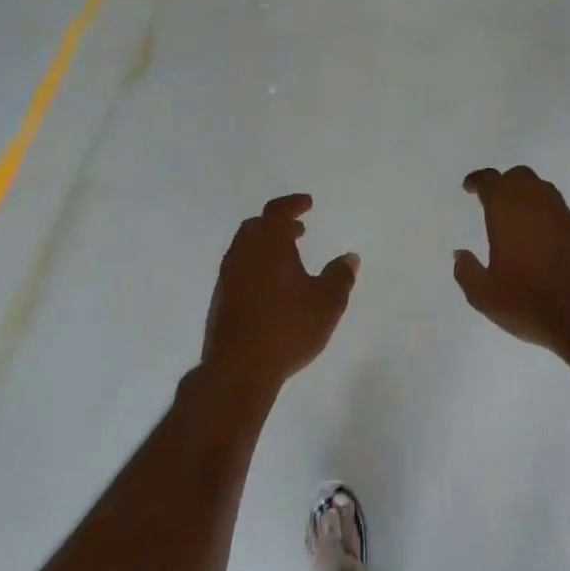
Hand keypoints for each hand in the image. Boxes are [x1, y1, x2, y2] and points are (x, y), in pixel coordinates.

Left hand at [203, 194, 357, 393]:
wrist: (239, 366)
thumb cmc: (288, 328)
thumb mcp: (327, 303)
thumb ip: (339, 277)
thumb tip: (349, 257)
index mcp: (268, 245)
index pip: (277, 212)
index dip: (293, 204)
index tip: (307, 204)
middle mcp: (243, 254)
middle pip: (256, 227)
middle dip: (277, 224)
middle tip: (298, 231)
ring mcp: (227, 277)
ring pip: (245, 248)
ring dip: (265, 246)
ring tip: (288, 260)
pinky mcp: (220, 299)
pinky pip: (239, 269)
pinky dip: (256, 266)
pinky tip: (271, 287)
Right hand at [455, 167, 569, 357]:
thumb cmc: (528, 303)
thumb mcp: (483, 295)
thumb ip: (467, 271)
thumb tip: (461, 254)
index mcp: (508, 213)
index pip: (491, 181)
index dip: (477, 181)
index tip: (469, 187)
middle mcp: (538, 205)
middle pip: (520, 177)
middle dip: (504, 183)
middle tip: (493, 201)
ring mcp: (566, 217)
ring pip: (544, 191)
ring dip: (528, 196)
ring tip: (518, 218)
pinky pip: (561, 213)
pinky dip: (547, 217)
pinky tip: (542, 239)